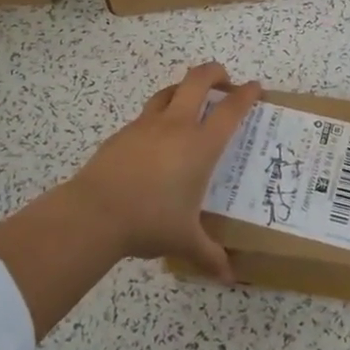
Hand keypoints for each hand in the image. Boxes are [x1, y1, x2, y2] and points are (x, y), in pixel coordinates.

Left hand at [62, 62, 261, 279]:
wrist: (94, 213)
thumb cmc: (150, 222)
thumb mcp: (184, 240)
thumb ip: (209, 254)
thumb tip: (228, 276)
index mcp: (201, 145)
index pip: (231, 109)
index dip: (247, 94)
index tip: (256, 87)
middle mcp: (177, 126)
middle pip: (198, 80)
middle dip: (215, 72)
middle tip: (225, 81)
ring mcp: (146, 126)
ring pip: (170, 90)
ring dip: (185, 88)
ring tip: (191, 101)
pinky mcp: (123, 133)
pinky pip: (147, 114)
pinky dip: (159, 115)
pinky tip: (157, 138)